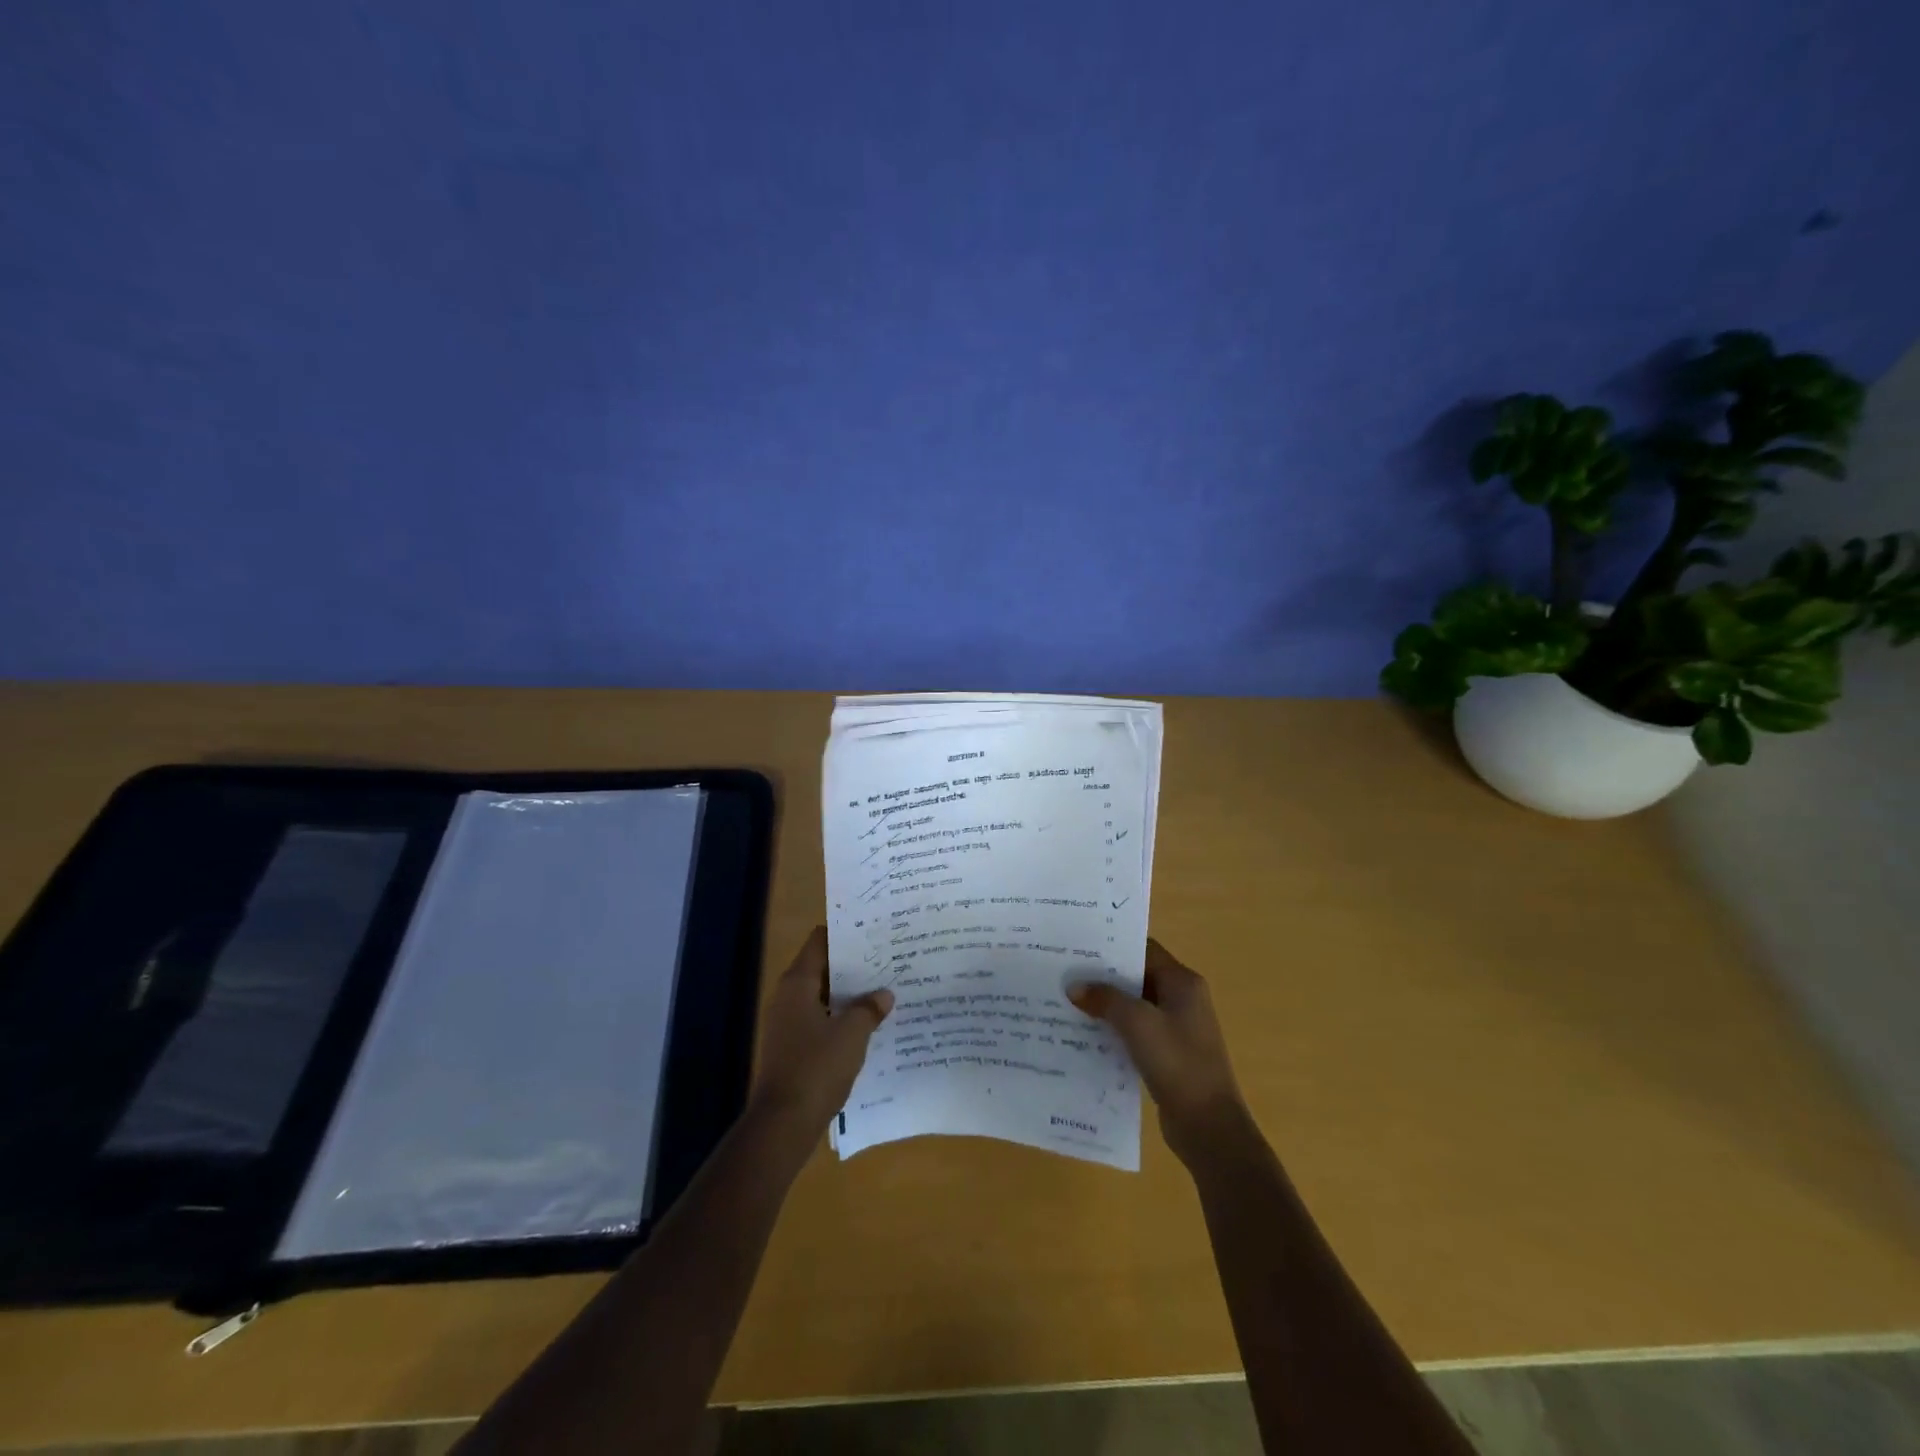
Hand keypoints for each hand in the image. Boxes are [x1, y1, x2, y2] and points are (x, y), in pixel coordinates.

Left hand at [749, 927, 892, 1132]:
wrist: (783, 1124)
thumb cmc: (816, 1068)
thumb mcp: (852, 1034)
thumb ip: (869, 1008)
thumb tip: (883, 994)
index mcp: (797, 983)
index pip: (820, 941)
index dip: (845, 934)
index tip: (874, 932)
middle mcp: (788, 997)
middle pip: (822, 968)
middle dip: (853, 965)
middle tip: (887, 959)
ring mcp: (788, 1023)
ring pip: (823, 996)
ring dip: (849, 994)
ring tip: (884, 989)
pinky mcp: (792, 1047)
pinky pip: (821, 1020)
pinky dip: (841, 1017)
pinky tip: (868, 1025)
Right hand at [1070, 940, 1250, 1168]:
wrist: (1209, 1127)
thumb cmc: (1178, 1063)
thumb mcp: (1137, 1024)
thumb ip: (1105, 999)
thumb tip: (1075, 987)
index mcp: (1182, 983)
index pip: (1144, 949)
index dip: (1113, 946)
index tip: (1078, 945)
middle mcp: (1182, 999)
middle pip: (1137, 976)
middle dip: (1103, 976)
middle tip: (1065, 972)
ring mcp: (1176, 1028)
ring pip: (1134, 1006)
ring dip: (1105, 1005)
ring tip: (1067, 1000)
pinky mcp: (1167, 1054)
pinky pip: (1135, 1032)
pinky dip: (1113, 1029)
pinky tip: (1084, 1034)